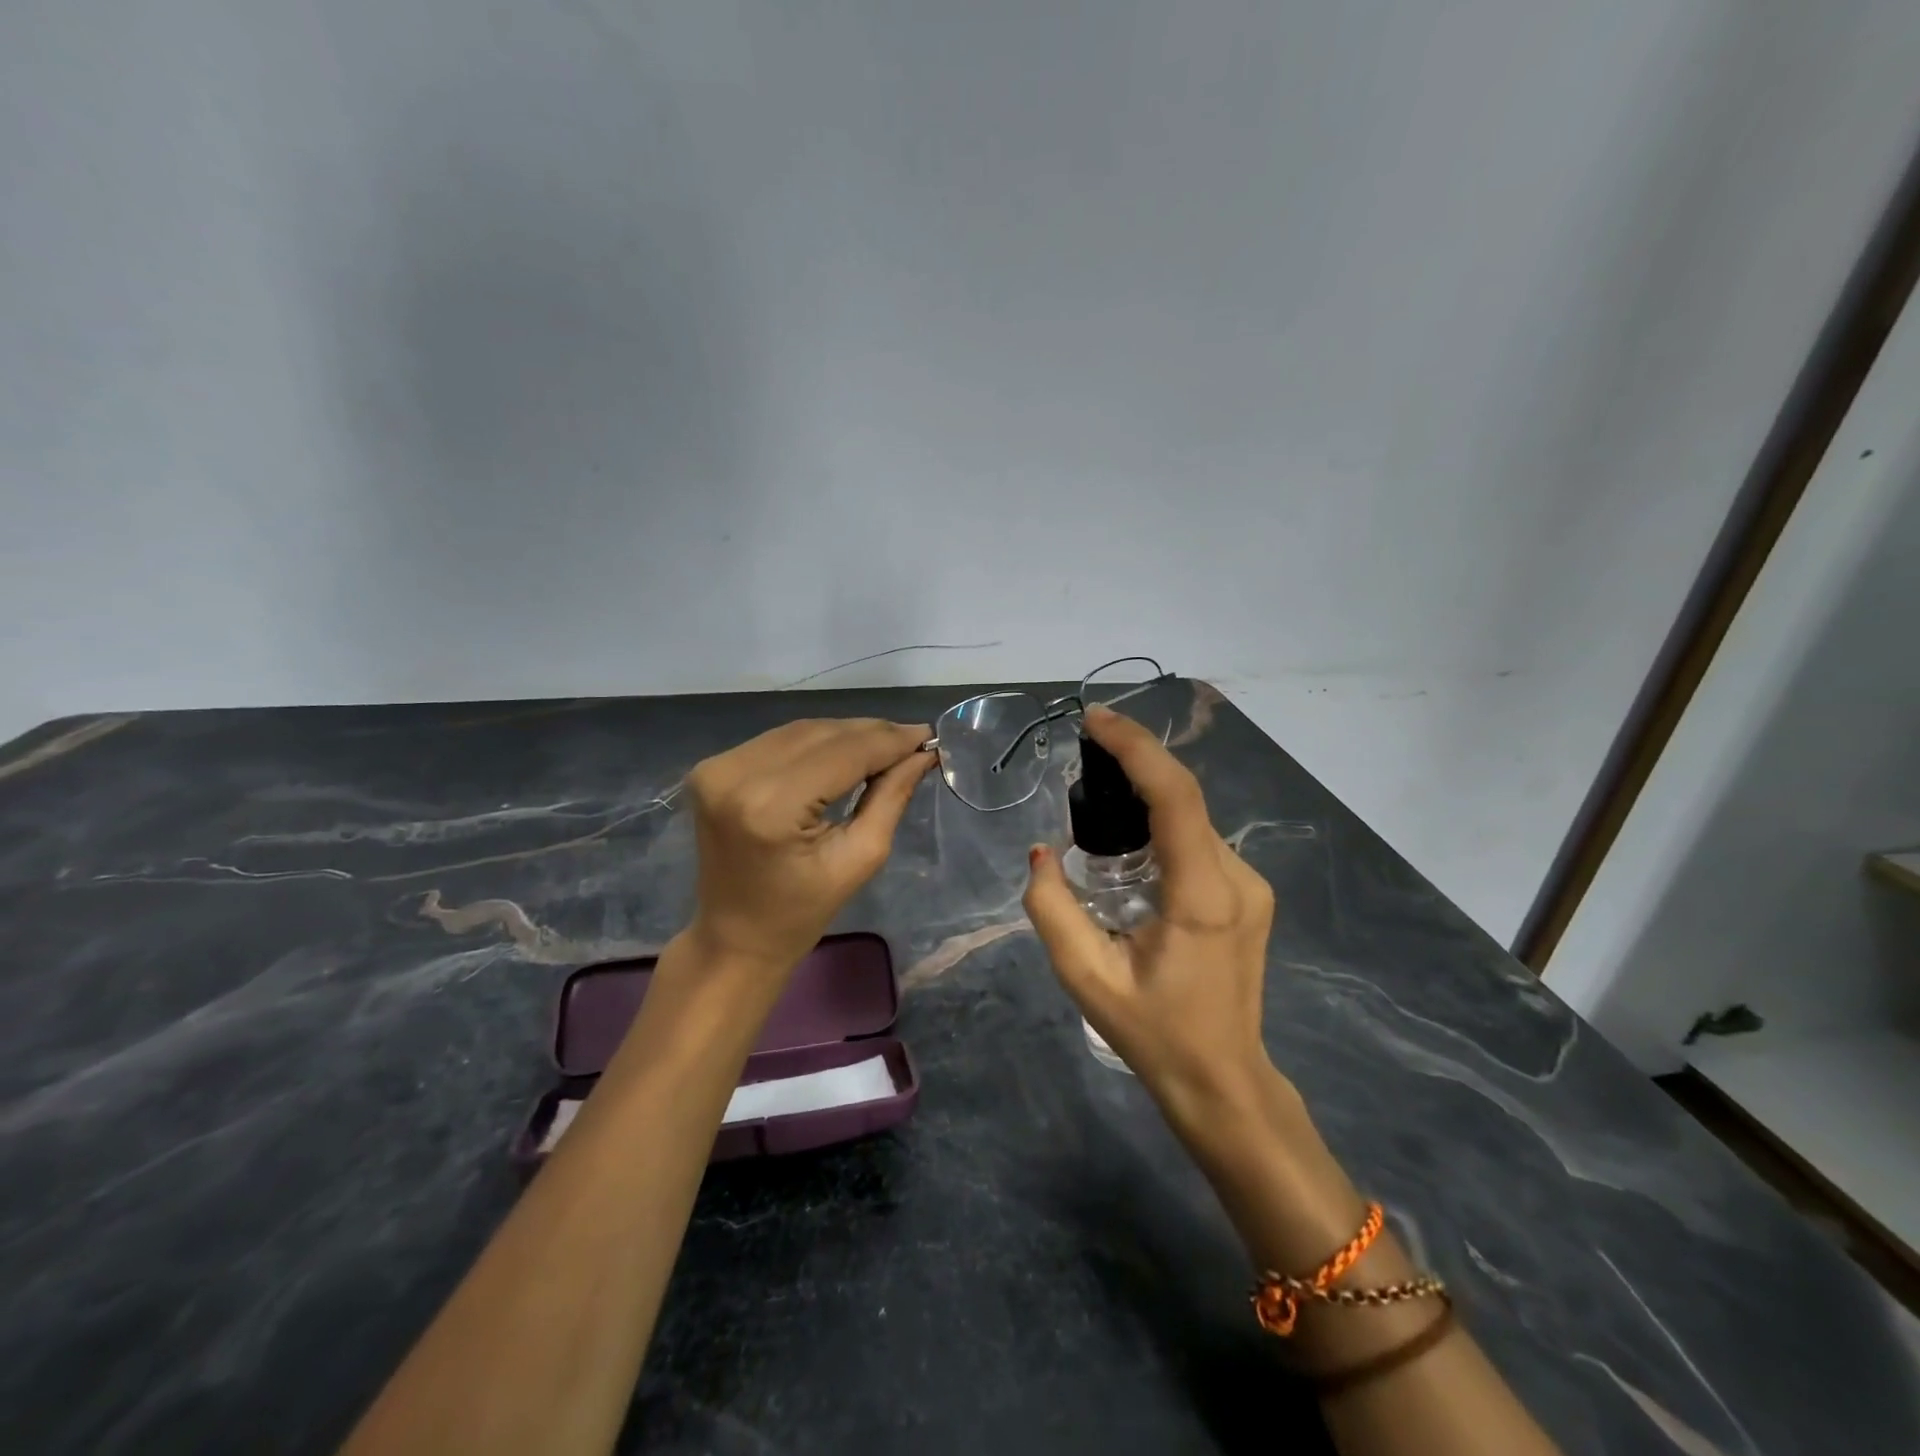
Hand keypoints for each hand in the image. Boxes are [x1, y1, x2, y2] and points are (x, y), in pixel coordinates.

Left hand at [683, 718, 933, 971]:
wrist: (733, 938)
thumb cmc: (801, 913)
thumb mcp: (860, 858)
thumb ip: (891, 796)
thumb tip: (922, 753)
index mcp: (771, 806)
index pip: (844, 753)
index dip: (889, 741)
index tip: (928, 736)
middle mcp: (737, 775)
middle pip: (822, 734)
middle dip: (872, 734)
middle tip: (914, 740)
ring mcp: (719, 767)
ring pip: (802, 731)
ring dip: (847, 734)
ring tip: (886, 745)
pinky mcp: (712, 767)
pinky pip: (779, 740)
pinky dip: (817, 742)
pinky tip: (845, 752)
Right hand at [1024, 706, 1282, 1139]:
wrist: (1224, 1080)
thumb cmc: (1153, 1034)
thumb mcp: (1086, 978)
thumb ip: (1052, 909)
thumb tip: (1042, 852)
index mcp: (1202, 896)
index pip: (1175, 796)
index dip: (1135, 748)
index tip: (1094, 720)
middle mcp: (1237, 878)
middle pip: (1184, 798)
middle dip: (1134, 765)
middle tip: (1083, 756)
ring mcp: (1250, 885)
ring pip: (1192, 818)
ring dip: (1146, 798)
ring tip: (1096, 802)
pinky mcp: (1249, 894)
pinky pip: (1198, 841)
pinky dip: (1162, 824)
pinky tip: (1129, 847)